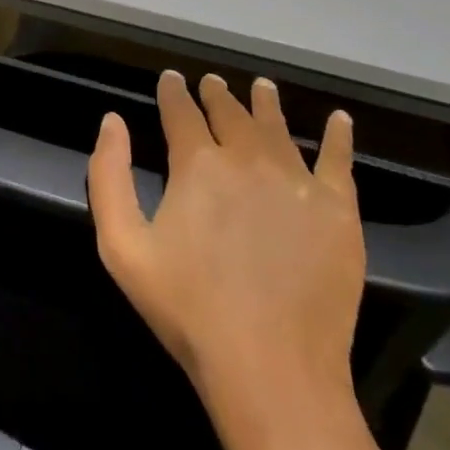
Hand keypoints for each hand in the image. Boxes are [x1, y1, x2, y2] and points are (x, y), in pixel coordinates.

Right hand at [88, 72, 364, 409]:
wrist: (271, 370)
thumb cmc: (189, 310)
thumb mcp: (122, 248)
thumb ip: (109, 176)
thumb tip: (111, 121)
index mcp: (198, 163)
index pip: (182, 112)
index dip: (173, 92)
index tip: (171, 79)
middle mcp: (248, 157)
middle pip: (230, 112)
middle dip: (217, 94)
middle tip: (213, 82)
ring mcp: (297, 179)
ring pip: (278, 126)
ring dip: (265, 102)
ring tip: (262, 86)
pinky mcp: (337, 209)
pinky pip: (338, 159)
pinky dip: (338, 135)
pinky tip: (339, 119)